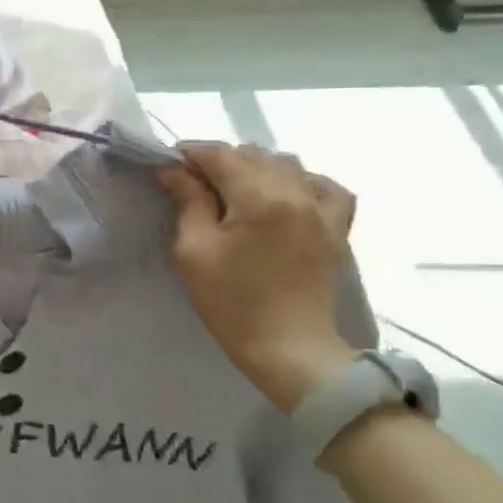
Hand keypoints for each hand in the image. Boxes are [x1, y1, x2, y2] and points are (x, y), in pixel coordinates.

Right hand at [155, 142, 360, 413]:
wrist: (289, 349)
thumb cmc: (232, 303)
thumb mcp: (194, 251)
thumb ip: (187, 202)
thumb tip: (173, 169)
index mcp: (260, 198)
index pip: (220, 155)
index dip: (189, 153)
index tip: (166, 166)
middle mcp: (296, 193)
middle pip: (252, 154)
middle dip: (219, 161)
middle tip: (193, 185)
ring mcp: (322, 210)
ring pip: (286, 164)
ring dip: (255, 168)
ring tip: (234, 191)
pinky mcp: (336, 229)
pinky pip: (324, 186)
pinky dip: (301, 181)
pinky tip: (284, 195)